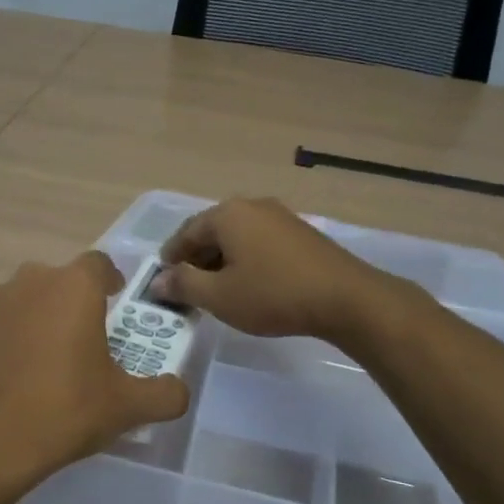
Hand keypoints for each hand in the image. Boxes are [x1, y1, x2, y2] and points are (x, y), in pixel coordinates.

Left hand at [0, 252, 189, 494]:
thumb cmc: (65, 409)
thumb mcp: (128, 407)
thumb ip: (165, 393)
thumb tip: (178, 390)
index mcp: (74, 286)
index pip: (99, 264)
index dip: (111, 281)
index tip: (117, 306)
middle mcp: (31, 281)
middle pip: (61, 281)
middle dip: (75, 303)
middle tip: (87, 341)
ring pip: (26, 299)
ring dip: (40, 318)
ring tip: (48, 360)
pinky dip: (9, 338)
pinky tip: (14, 375)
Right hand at [154, 197, 396, 343]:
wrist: (345, 298)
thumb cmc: (273, 294)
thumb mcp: (219, 296)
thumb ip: (184, 285)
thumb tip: (158, 280)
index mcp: (227, 214)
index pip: (186, 232)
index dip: (171, 257)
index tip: (162, 280)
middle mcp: (252, 206)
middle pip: (212, 231)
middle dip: (196, 259)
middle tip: (187, 288)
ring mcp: (279, 216)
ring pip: (237, 236)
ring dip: (221, 260)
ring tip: (217, 290)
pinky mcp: (300, 232)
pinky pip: (259, 241)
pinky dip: (246, 259)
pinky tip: (249, 284)